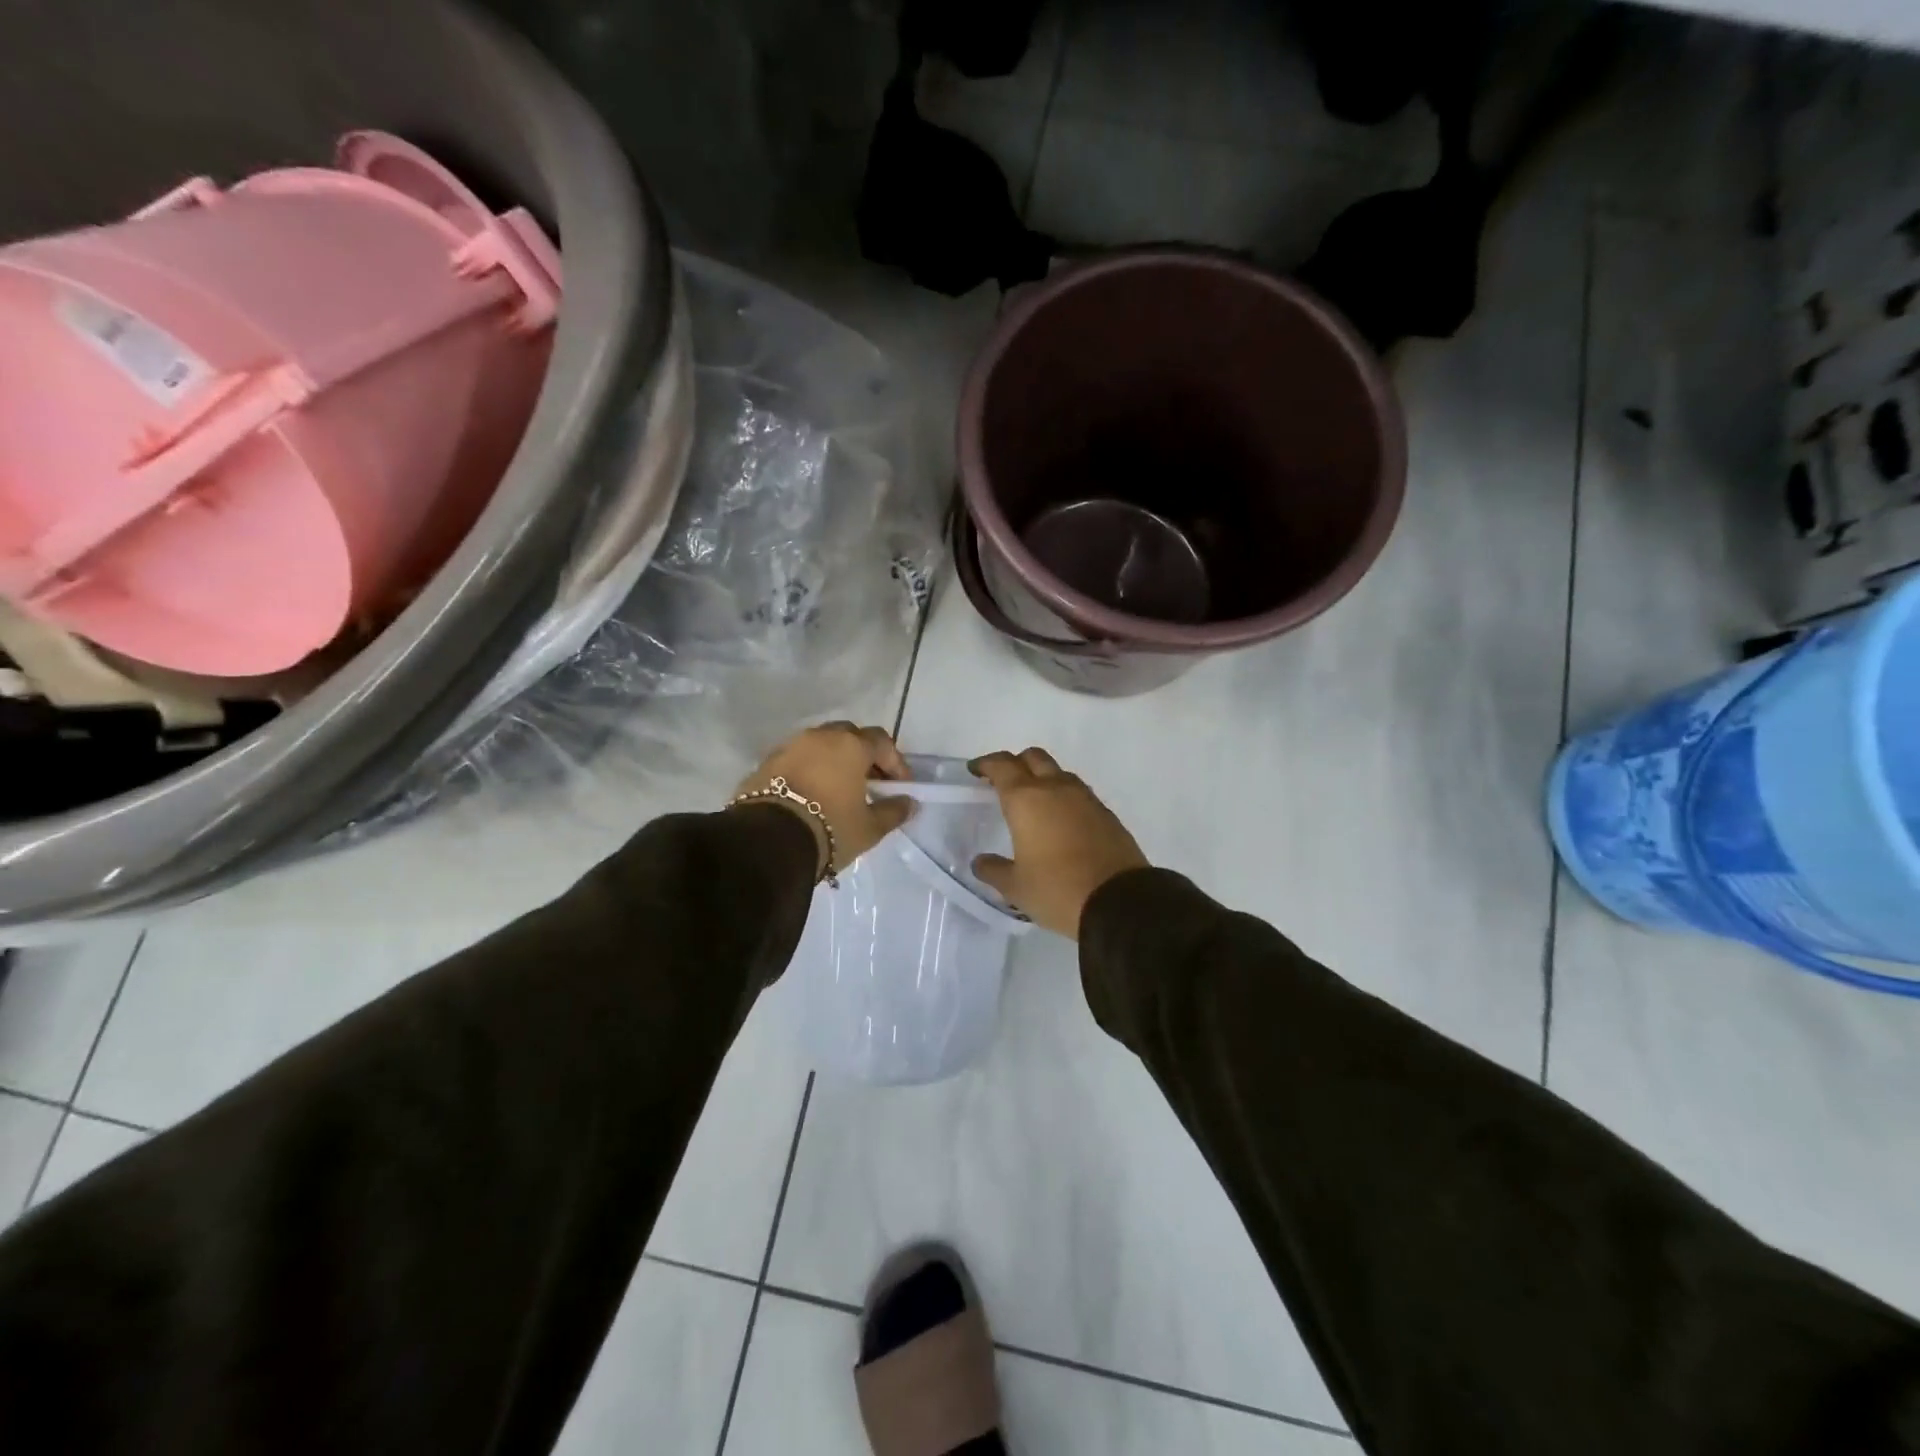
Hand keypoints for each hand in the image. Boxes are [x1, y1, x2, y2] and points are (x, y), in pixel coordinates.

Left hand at [736, 723, 914, 879]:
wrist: (768, 842)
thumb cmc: (830, 829)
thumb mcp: (869, 828)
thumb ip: (893, 811)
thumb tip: (909, 803)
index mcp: (851, 746)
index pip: (882, 742)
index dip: (895, 762)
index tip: (899, 787)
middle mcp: (820, 737)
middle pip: (849, 736)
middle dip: (863, 755)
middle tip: (869, 782)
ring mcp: (790, 746)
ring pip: (820, 745)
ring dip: (833, 761)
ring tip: (838, 790)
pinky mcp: (766, 763)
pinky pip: (797, 760)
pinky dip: (809, 770)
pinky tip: (811, 795)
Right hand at [970, 748, 1148, 939]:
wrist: (1119, 903)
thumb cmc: (1057, 890)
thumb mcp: (1016, 887)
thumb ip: (994, 870)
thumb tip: (980, 862)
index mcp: (1026, 799)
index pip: (1002, 766)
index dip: (986, 764)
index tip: (976, 770)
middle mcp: (1056, 789)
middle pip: (1033, 758)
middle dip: (1016, 763)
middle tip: (1003, 782)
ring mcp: (1085, 799)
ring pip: (1059, 773)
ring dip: (1043, 778)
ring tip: (1034, 803)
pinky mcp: (1106, 814)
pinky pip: (1079, 794)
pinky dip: (1064, 798)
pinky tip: (1061, 821)